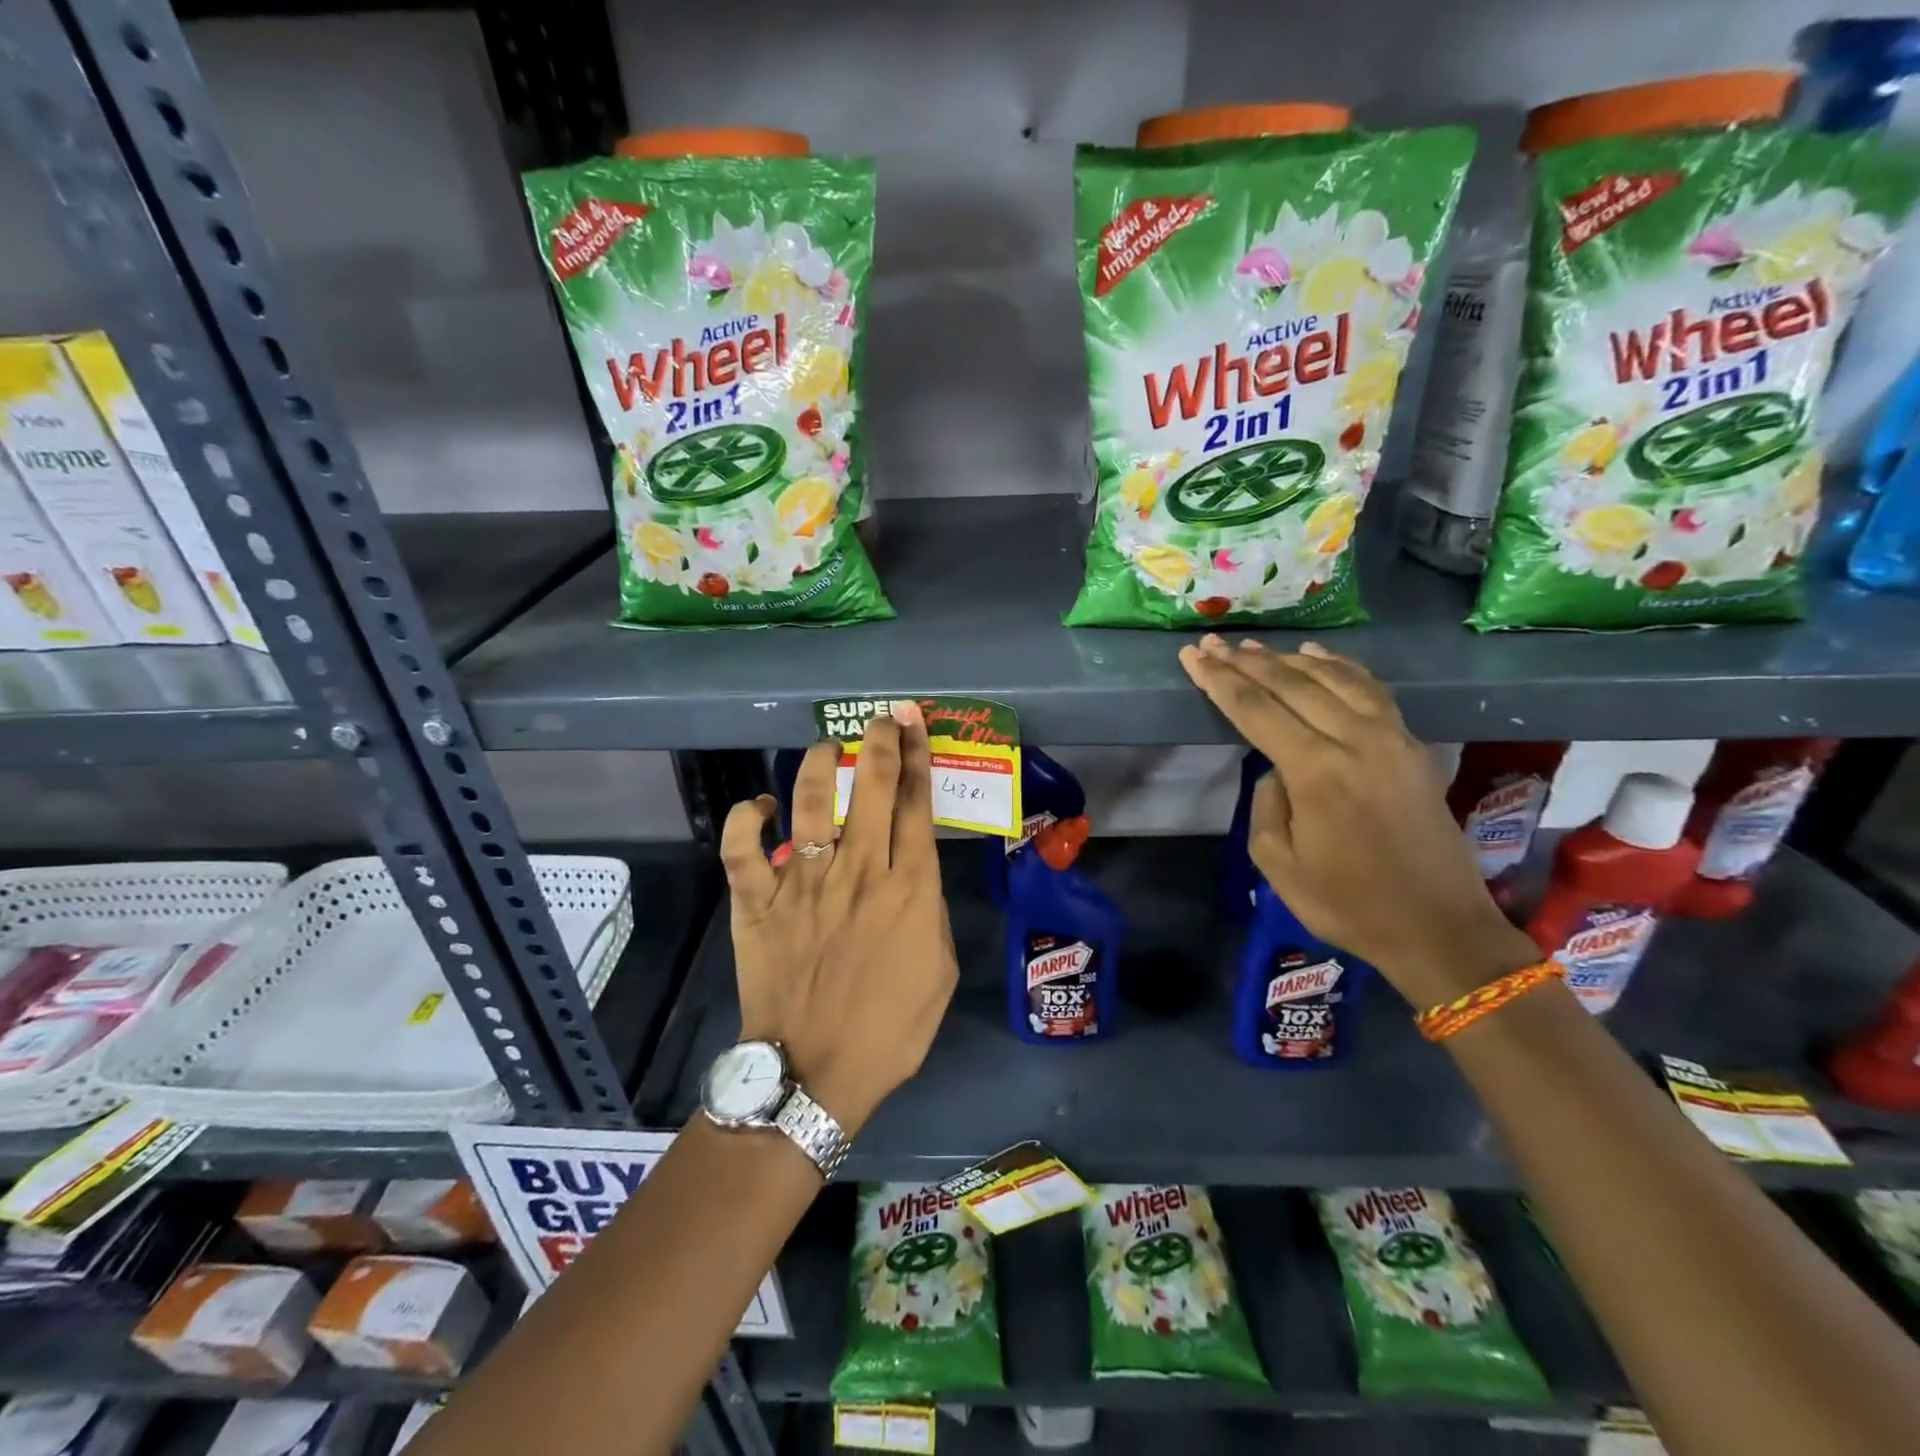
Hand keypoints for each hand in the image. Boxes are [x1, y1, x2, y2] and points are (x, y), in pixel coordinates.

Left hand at [720, 702, 957, 1135]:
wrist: (816, 1073)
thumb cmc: (890, 1029)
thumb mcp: (940, 970)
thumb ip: (931, 912)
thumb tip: (913, 874)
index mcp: (909, 888)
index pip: (916, 804)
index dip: (917, 756)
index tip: (915, 724)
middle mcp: (858, 872)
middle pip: (871, 788)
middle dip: (878, 741)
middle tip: (883, 717)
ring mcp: (803, 884)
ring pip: (810, 803)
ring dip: (818, 765)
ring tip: (826, 746)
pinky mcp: (758, 903)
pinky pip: (742, 849)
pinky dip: (745, 821)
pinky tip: (758, 805)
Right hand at [1180, 636, 1536, 1006]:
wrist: (1438, 927)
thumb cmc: (1348, 904)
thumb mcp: (1279, 865)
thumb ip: (1266, 805)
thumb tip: (1275, 769)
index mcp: (1316, 771)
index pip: (1255, 709)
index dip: (1219, 680)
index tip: (1193, 655)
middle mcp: (1356, 741)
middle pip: (1291, 685)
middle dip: (1246, 662)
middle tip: (1213, 643)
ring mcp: (1391, 738)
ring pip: (1333, 679)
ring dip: (1289, 660)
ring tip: (1255, 648)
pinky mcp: (1412, 746)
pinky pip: (1371, 690)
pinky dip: (1341, 668)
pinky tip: (1318, 658)